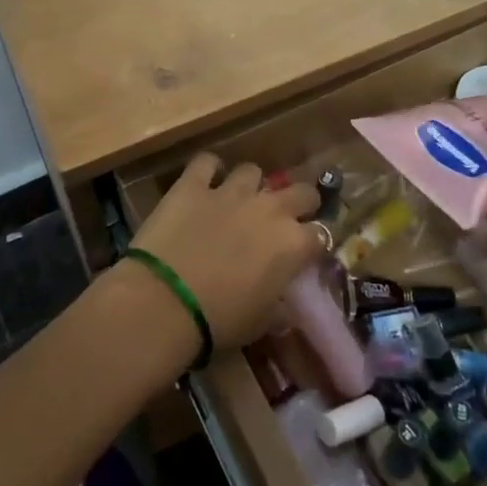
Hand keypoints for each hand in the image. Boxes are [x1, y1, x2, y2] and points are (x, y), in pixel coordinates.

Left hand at [132, 153, 326, 349]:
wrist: (165, 302)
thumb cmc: (219, 321)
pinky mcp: (193, 184)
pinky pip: (206, 162)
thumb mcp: (260, 323)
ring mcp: (230, 191)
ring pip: (252, 171)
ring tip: (238, 200)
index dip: (313, 243)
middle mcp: (269, 209)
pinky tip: (204, 180)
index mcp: (292, 244)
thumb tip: (283, 307)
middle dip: (298, 202)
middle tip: (284, 218)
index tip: (305, 252)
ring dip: (250, 185)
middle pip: (301, 191)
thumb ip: (278, 306)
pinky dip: (207, 170)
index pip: (320, 235)